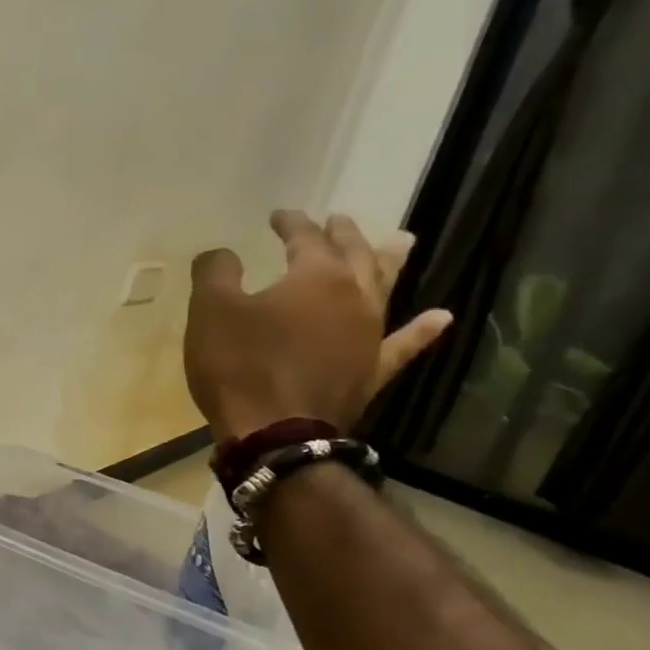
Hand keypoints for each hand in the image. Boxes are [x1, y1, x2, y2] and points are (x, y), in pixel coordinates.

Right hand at [184, 211, 452, 441]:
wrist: (274, 433)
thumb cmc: (239, 364)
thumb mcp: (211, 310)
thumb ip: (216, 272)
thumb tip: (223, 254)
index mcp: (317, 276)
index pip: (305, 237)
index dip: (291, 223)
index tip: (278, 215)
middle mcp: (354, 297)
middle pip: (354, 255)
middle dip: (343, 235)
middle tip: (338, 219)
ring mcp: (370, 335)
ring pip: (385, 288)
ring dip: (390, 262)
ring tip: (401, 242)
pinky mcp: (372, 371)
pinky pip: (403, 345)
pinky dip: (422, 331)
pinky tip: (439, 318)